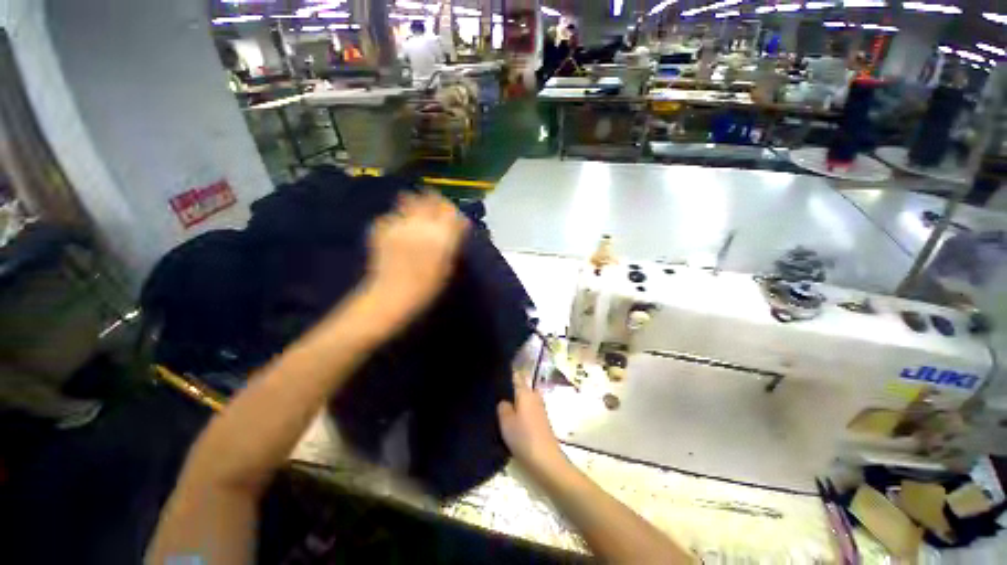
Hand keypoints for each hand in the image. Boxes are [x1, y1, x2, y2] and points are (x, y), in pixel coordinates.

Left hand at [362, 192, 468, 327]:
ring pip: (408, 199)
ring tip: (413, 216)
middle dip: (434, 201)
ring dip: (413, 204)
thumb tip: (461, 222)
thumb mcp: (449, 265)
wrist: (393, 297)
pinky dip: (396, 219)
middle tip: (434, 210)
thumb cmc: (428, 287)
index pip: (450, 210)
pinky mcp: (381, 228)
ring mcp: (399, 223)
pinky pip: (392, 214)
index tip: (452, 216)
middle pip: (429, 198)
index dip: (452, 210)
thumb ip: (454, 240)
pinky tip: (397, 230)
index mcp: (441, 235)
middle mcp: (421, 224)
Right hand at [498, 373, 564, 471]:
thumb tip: (504, 400)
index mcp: (525, 392)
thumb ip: (502, 406)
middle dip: (512, 389)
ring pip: (526, 399)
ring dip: (517, 402)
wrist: (545, 460)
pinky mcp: (542, 421)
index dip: (508, 374)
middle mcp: (534, 396)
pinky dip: (522, 412)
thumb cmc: (523, 437)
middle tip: (497, 395)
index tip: (496, 376)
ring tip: (503, 408)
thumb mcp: (505, 422)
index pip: (517, 376)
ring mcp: (540, 408)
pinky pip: (529, 409)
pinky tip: (513, 420)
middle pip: (523, 387)